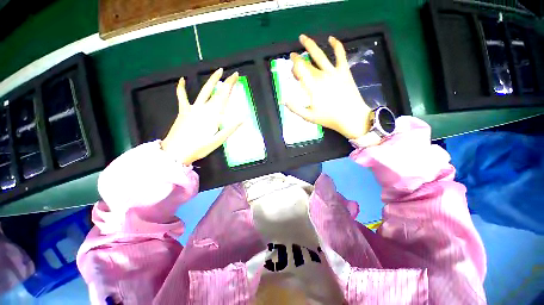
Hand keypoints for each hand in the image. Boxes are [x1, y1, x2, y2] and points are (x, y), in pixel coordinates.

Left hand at [161, 68, 242, 164]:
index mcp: (214, 115)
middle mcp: (204, 108)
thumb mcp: (218, 140)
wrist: (177, 151)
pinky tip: (182, 80)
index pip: (224, 97)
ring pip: (204, 91)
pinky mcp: (184, 111)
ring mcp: (193, 108)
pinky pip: (182, 97)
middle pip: (217, 93)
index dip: (230, 85)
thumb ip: (230, 129)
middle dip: (226, 82)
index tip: (236, 76)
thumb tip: (243, 119)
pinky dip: (181, 88)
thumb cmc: (200, 147)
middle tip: (232, 74)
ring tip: (217, 72)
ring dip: (211, 81)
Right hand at [286, 34, 371, 139]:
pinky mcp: (344, 71)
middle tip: (293, 56)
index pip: (299, 71)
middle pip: (307, 64)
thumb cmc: (328, 118)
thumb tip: (282, 99)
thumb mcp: (308, 116)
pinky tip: (331, 38)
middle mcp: (321, 76)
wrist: (351, 117)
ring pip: (319, 55)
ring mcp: (333, 72)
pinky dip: (336, 45)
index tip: (290, 66)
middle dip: (298, 59)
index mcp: (312, 87)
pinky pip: (340, 54)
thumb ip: (294, 108)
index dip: (294, 66)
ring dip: (310, 45)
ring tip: (303, 37)